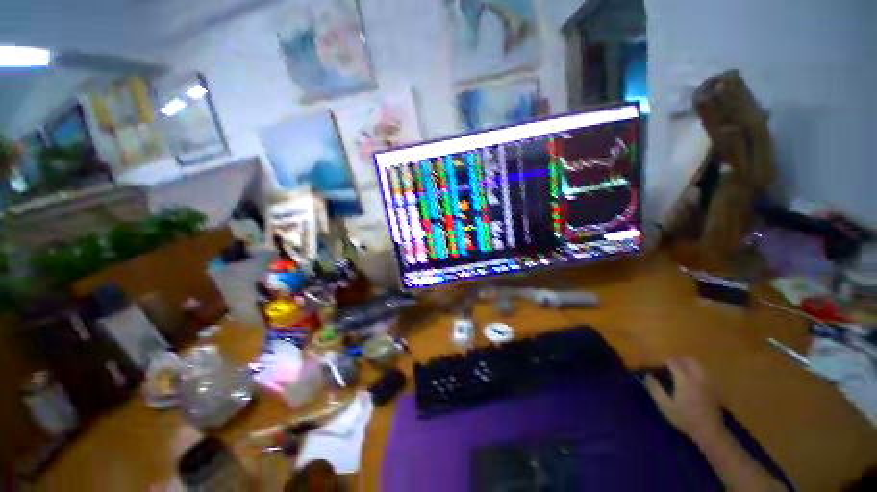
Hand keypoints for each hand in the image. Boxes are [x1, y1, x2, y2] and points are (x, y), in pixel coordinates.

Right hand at [645, 357, 724, 442]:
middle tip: (668, 367)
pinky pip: (704, 373)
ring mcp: (708, 381)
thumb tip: (647, 375)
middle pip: (688, 359)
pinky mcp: (714, 388)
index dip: (663, 361)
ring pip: (698, 365)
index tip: (656, 366)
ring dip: (687, 365)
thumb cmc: (685, 418)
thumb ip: (655, 389)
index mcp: (684, 378)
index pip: (672, 361)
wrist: (710, 432)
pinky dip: (695, 372)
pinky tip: (691, 381)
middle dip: (677, 360)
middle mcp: (697, 376)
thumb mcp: (665, 406)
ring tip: (679, 373)